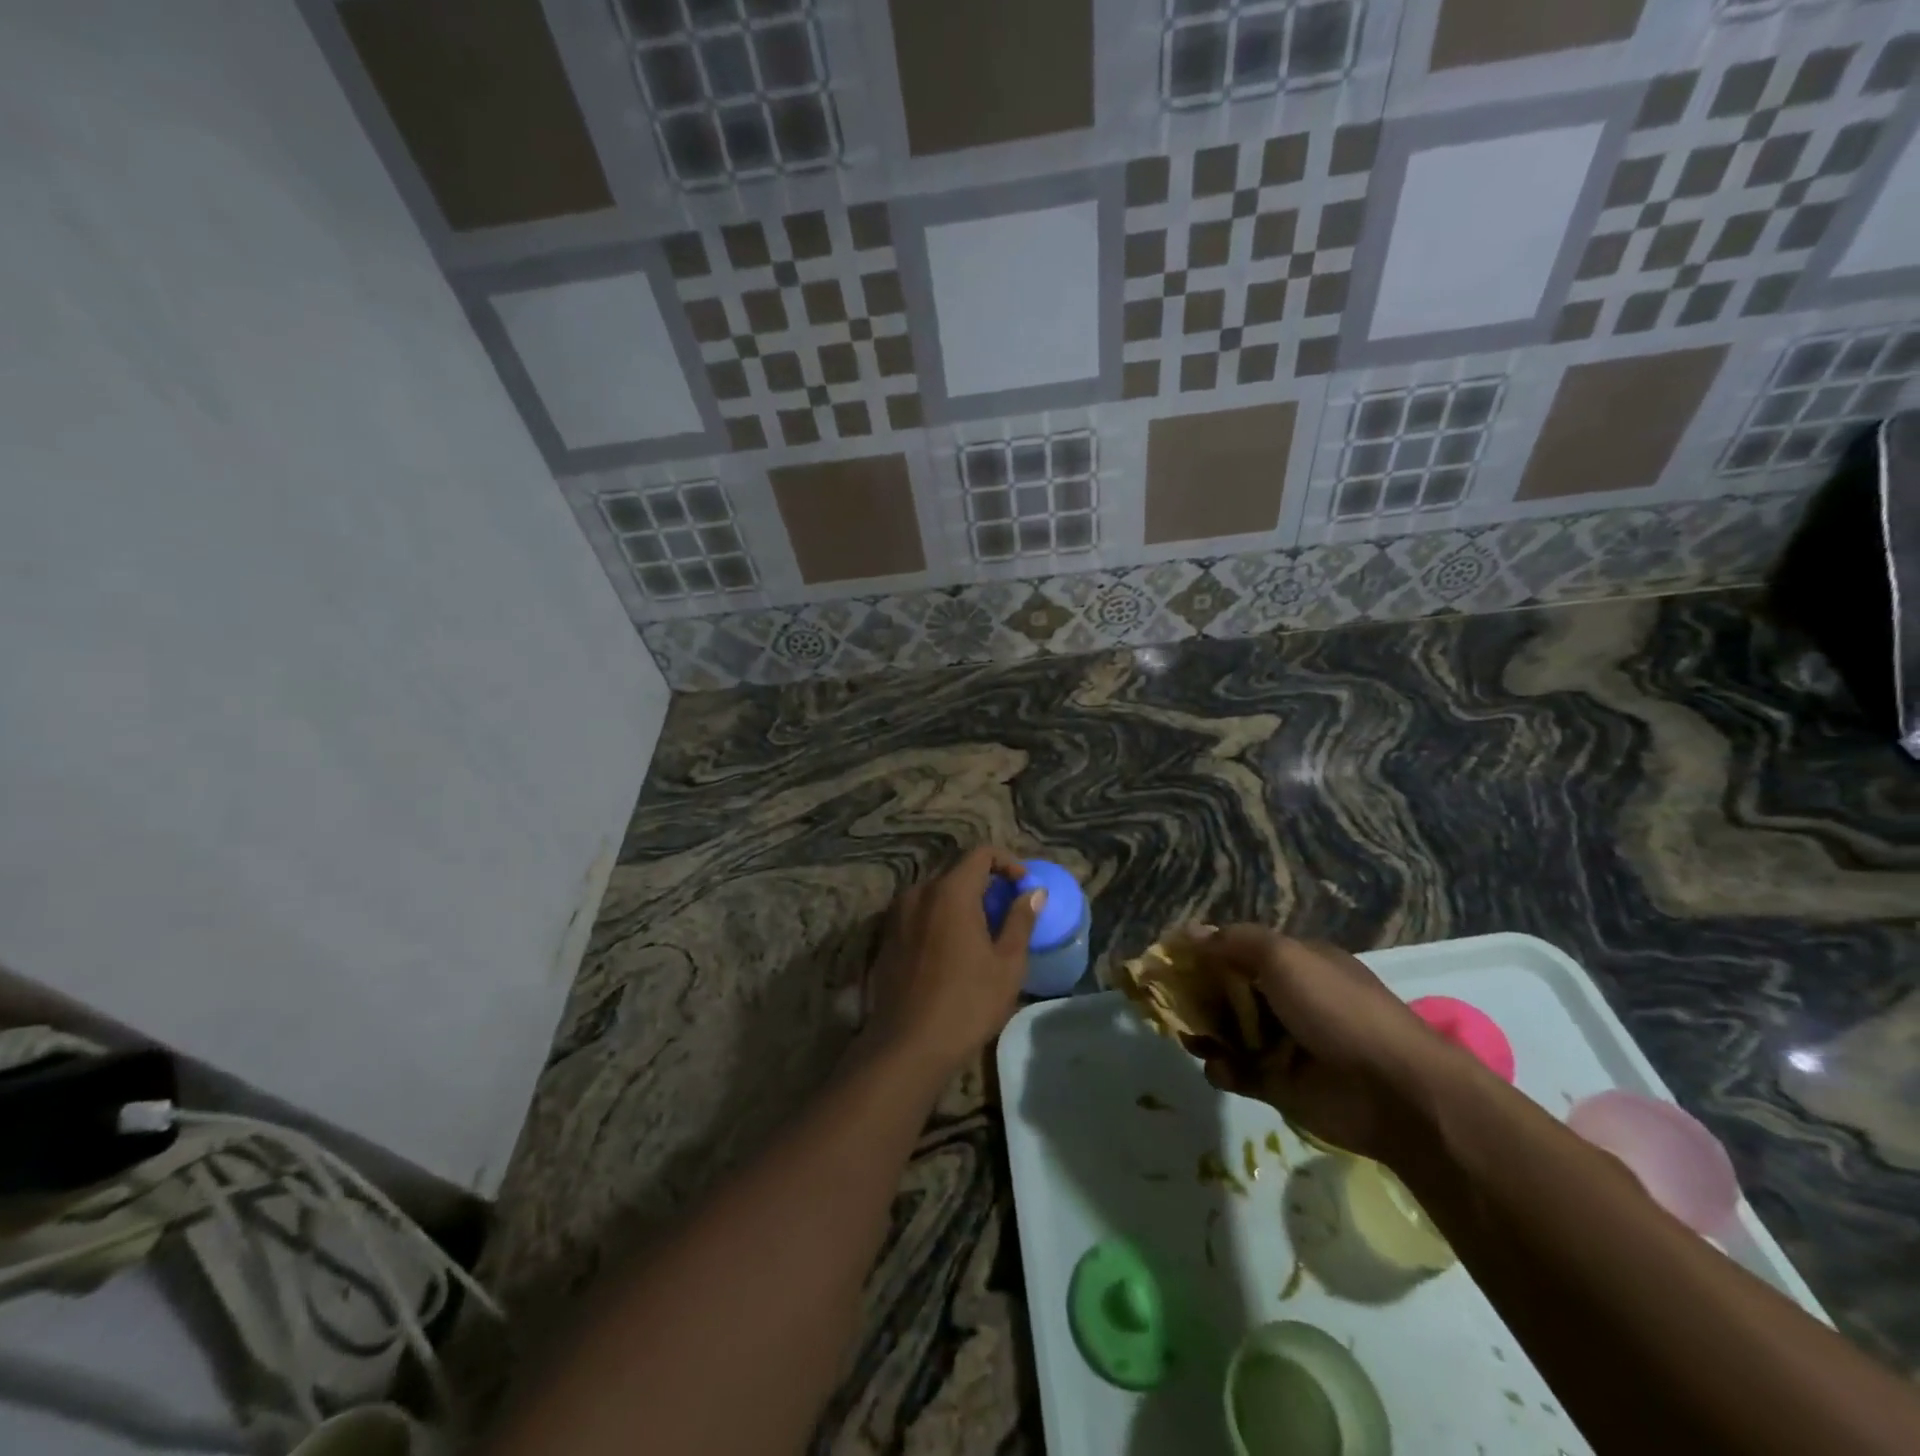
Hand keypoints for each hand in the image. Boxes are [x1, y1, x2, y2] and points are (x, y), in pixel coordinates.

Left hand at [863, 848, 1042, 1077]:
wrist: (907, 1045)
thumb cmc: (966, 1002)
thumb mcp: (1007, 964)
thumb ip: (1020, 920)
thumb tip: (1033, 892)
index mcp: (950, 891)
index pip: (980, 854)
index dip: (1007, 862)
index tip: (1022, 885)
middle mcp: (919, 892)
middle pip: (956, 872)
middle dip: (984, 884)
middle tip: (1005, 911)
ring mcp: (897, 914)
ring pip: (935, 893)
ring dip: (960, 902)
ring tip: (980, 933)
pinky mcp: (885, 936)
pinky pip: (918, 913)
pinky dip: (938, 918)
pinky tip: (950, 950)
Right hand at [1183, 927, 1467, 1164]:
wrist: (1393, 1091)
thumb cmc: (1336, 1009)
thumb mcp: (1284, 957)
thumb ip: (1234, 942)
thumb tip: (1191, 933)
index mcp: (1295, 963)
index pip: (1238, 950)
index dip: (1203, 952)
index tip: (1169, 959)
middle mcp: (1287, 999)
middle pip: (1227, 991)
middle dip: (1197, 995)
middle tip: (1169, 1002)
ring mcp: (1282, 1043)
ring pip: (1228, 1031)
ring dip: (1205, 1032)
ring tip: (1193, 1038)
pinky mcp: (1278, 1084)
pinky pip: (1237, 1072)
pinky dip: (1222, 1069)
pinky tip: (1221, 1068)